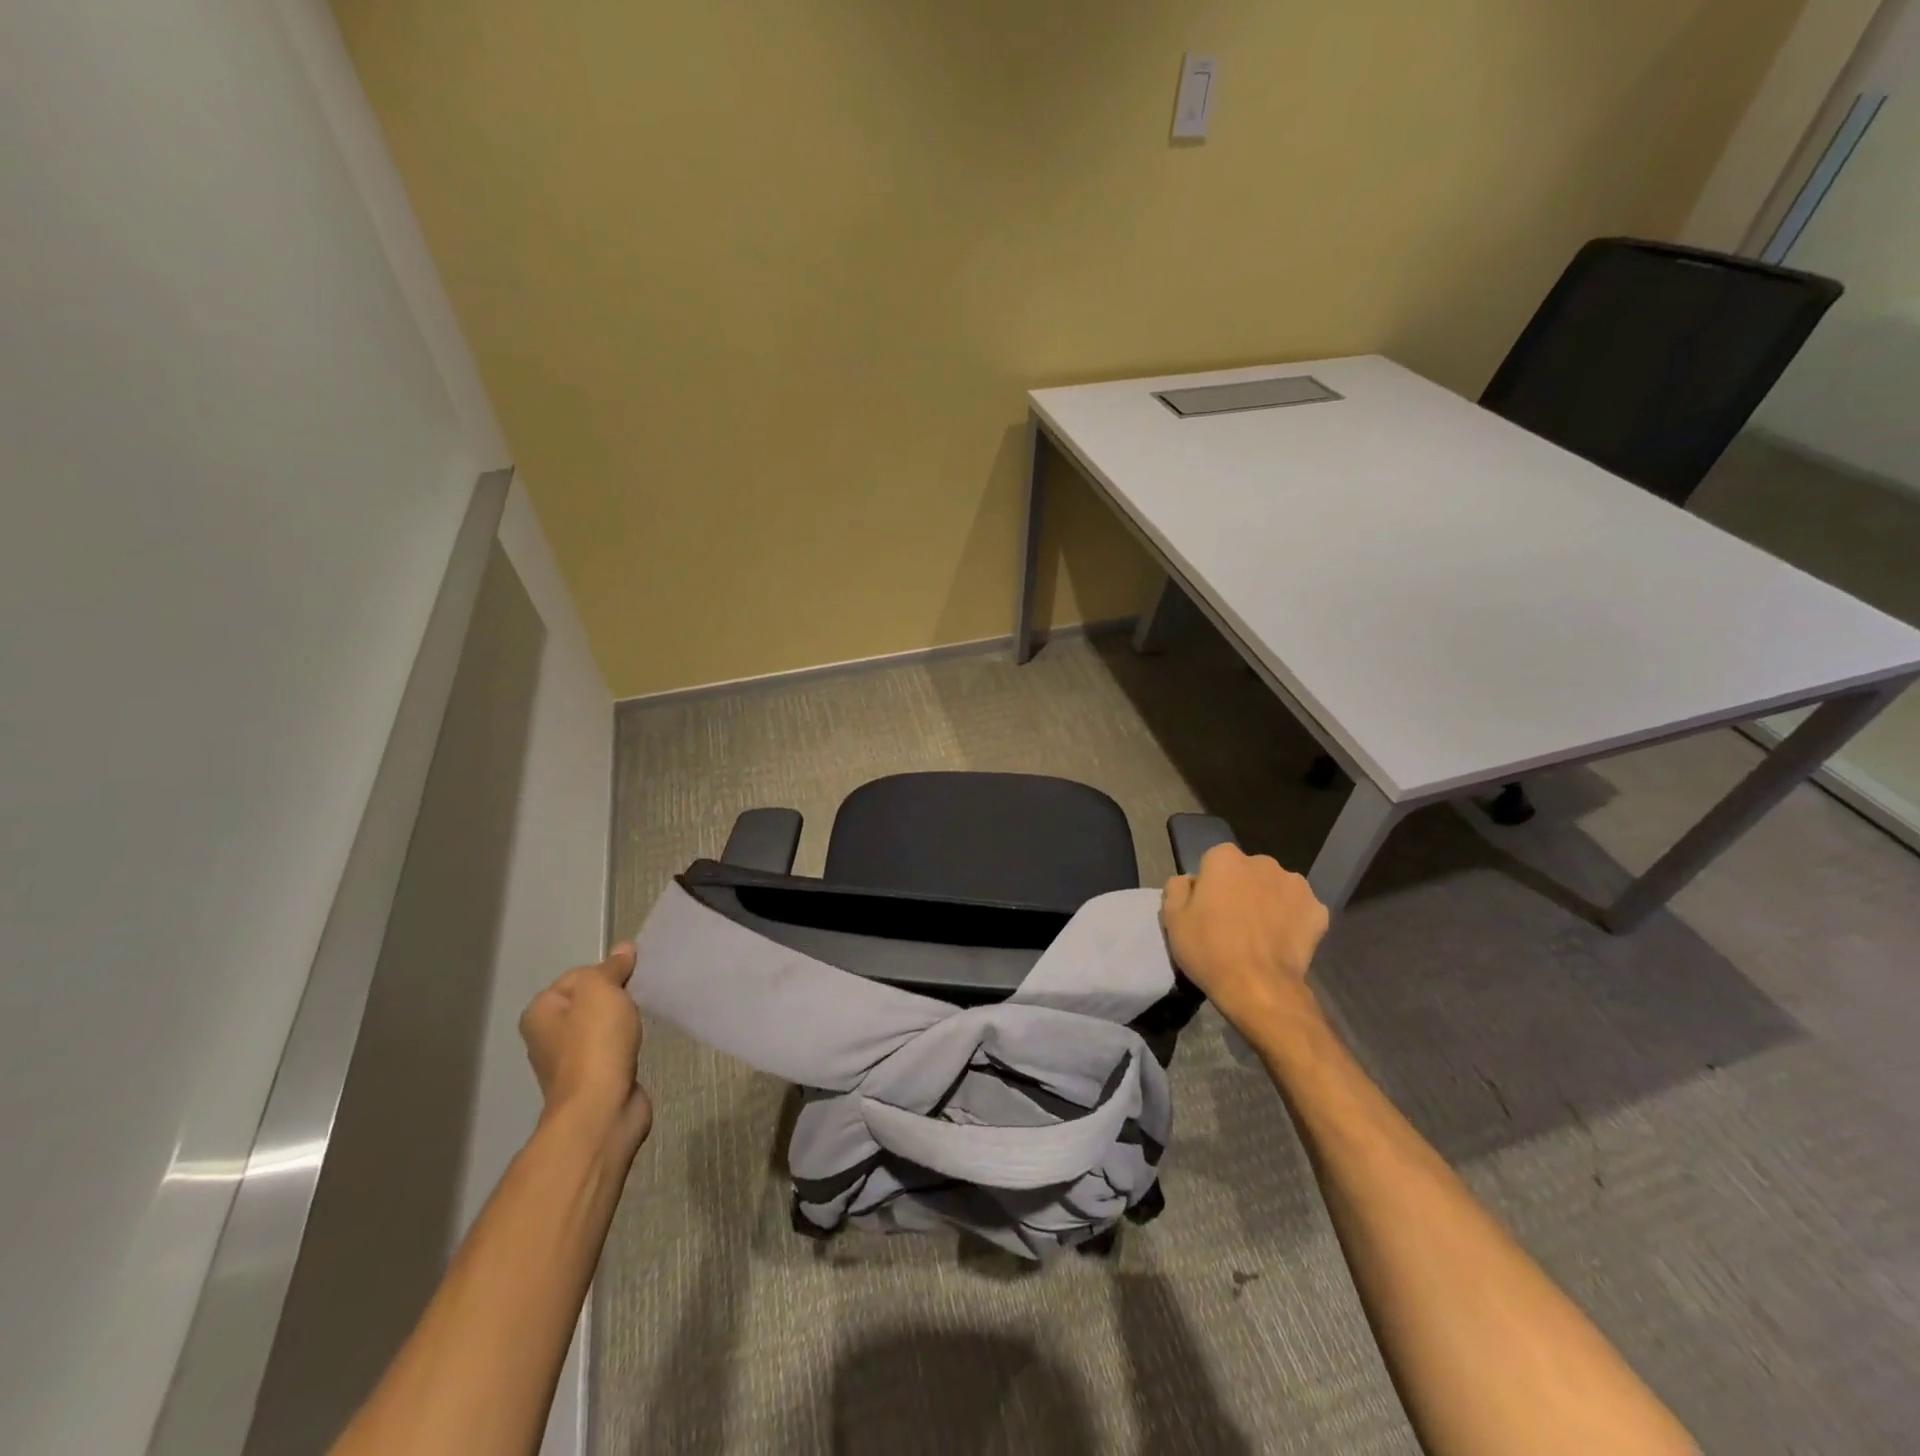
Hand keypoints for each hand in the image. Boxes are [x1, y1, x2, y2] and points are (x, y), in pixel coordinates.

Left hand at [518, 943, 652, 1153]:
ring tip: (639, 1023)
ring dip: (621, 1023)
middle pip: (588, 1001)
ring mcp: (567, 1062)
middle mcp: (546, 1036)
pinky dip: (624, 1045)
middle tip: (636, 1000)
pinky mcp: (591, 1080)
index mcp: (539, 1012)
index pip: (577, 975)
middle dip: (614, 998)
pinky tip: (636, 1046)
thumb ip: (612, 967)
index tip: (628, 981)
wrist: (602, 1107)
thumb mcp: (601, 990)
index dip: (606, 973)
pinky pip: (610, 1049)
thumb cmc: (595, 1042)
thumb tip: (624, 949)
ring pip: (600, 1027)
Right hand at [1161, 844, 1329, 1036]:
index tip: (1207, 910)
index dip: (1210, 886)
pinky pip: (1300, 910)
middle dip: (1242, 889)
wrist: (1258, 988)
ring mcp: (1296, 885)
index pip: (1214, 862)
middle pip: (1248, 872)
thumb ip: (1177, 888)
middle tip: (1233, 923)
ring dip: (1269, 902)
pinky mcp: (1318, 910)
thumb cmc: (1209, 949)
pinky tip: (1283, 943)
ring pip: (1276, 889)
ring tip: (1260, 935)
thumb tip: (1191, 881)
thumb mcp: (1172, 918)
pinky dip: (1293, 921)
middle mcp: (1263, 863)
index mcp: (1225, 859)